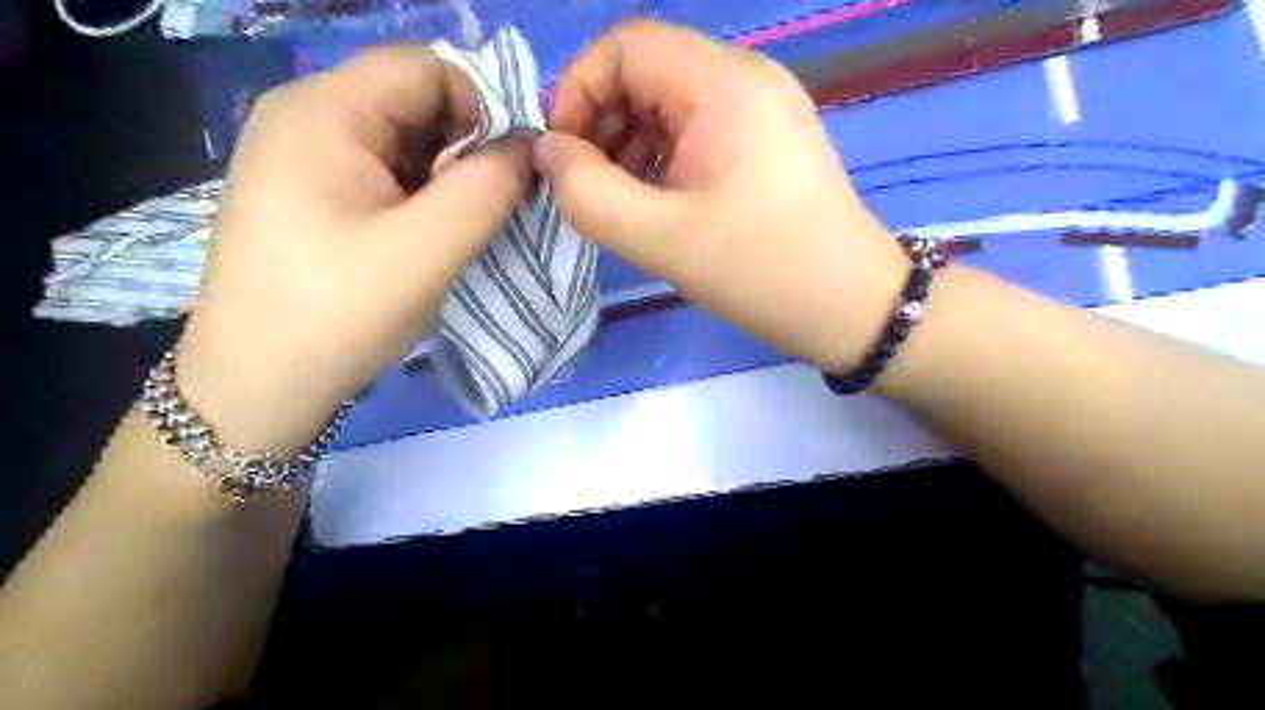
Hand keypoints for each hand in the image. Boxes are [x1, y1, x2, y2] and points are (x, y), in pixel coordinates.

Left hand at [174, 47, 525, 450]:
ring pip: (404, 140)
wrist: (259, 384)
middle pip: (414, 101)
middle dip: (466, 148)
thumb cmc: (339, 314)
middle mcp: (307, 117)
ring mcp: (304, 156)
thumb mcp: (426, 251)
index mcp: (324, 113)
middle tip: (488, 209)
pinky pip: (385, 171)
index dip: (482, 109)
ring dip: (446, 177)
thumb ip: (486, 190)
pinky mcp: (312, 192)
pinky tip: (426, 238)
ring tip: (456, 231)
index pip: (426, 68)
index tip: (509, 172)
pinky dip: (421, 196)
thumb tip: (527, 151)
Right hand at [532, 20, 910, 374]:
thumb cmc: (759, 271)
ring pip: (671, 104)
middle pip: (647, 72)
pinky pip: (698, 130)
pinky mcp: (768, 141)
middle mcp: (746, 78)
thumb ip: (587, 194)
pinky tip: (658, 204)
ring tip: (621, 203)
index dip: (579, 91)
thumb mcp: (660, 238)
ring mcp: (762, 109)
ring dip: (631, 146)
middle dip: (602, 124)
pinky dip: (664, 159)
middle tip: (587, 187)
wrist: (850, 307)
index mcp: (723, 84)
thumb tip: (550, 153)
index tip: (563, 156)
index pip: (625, 46)